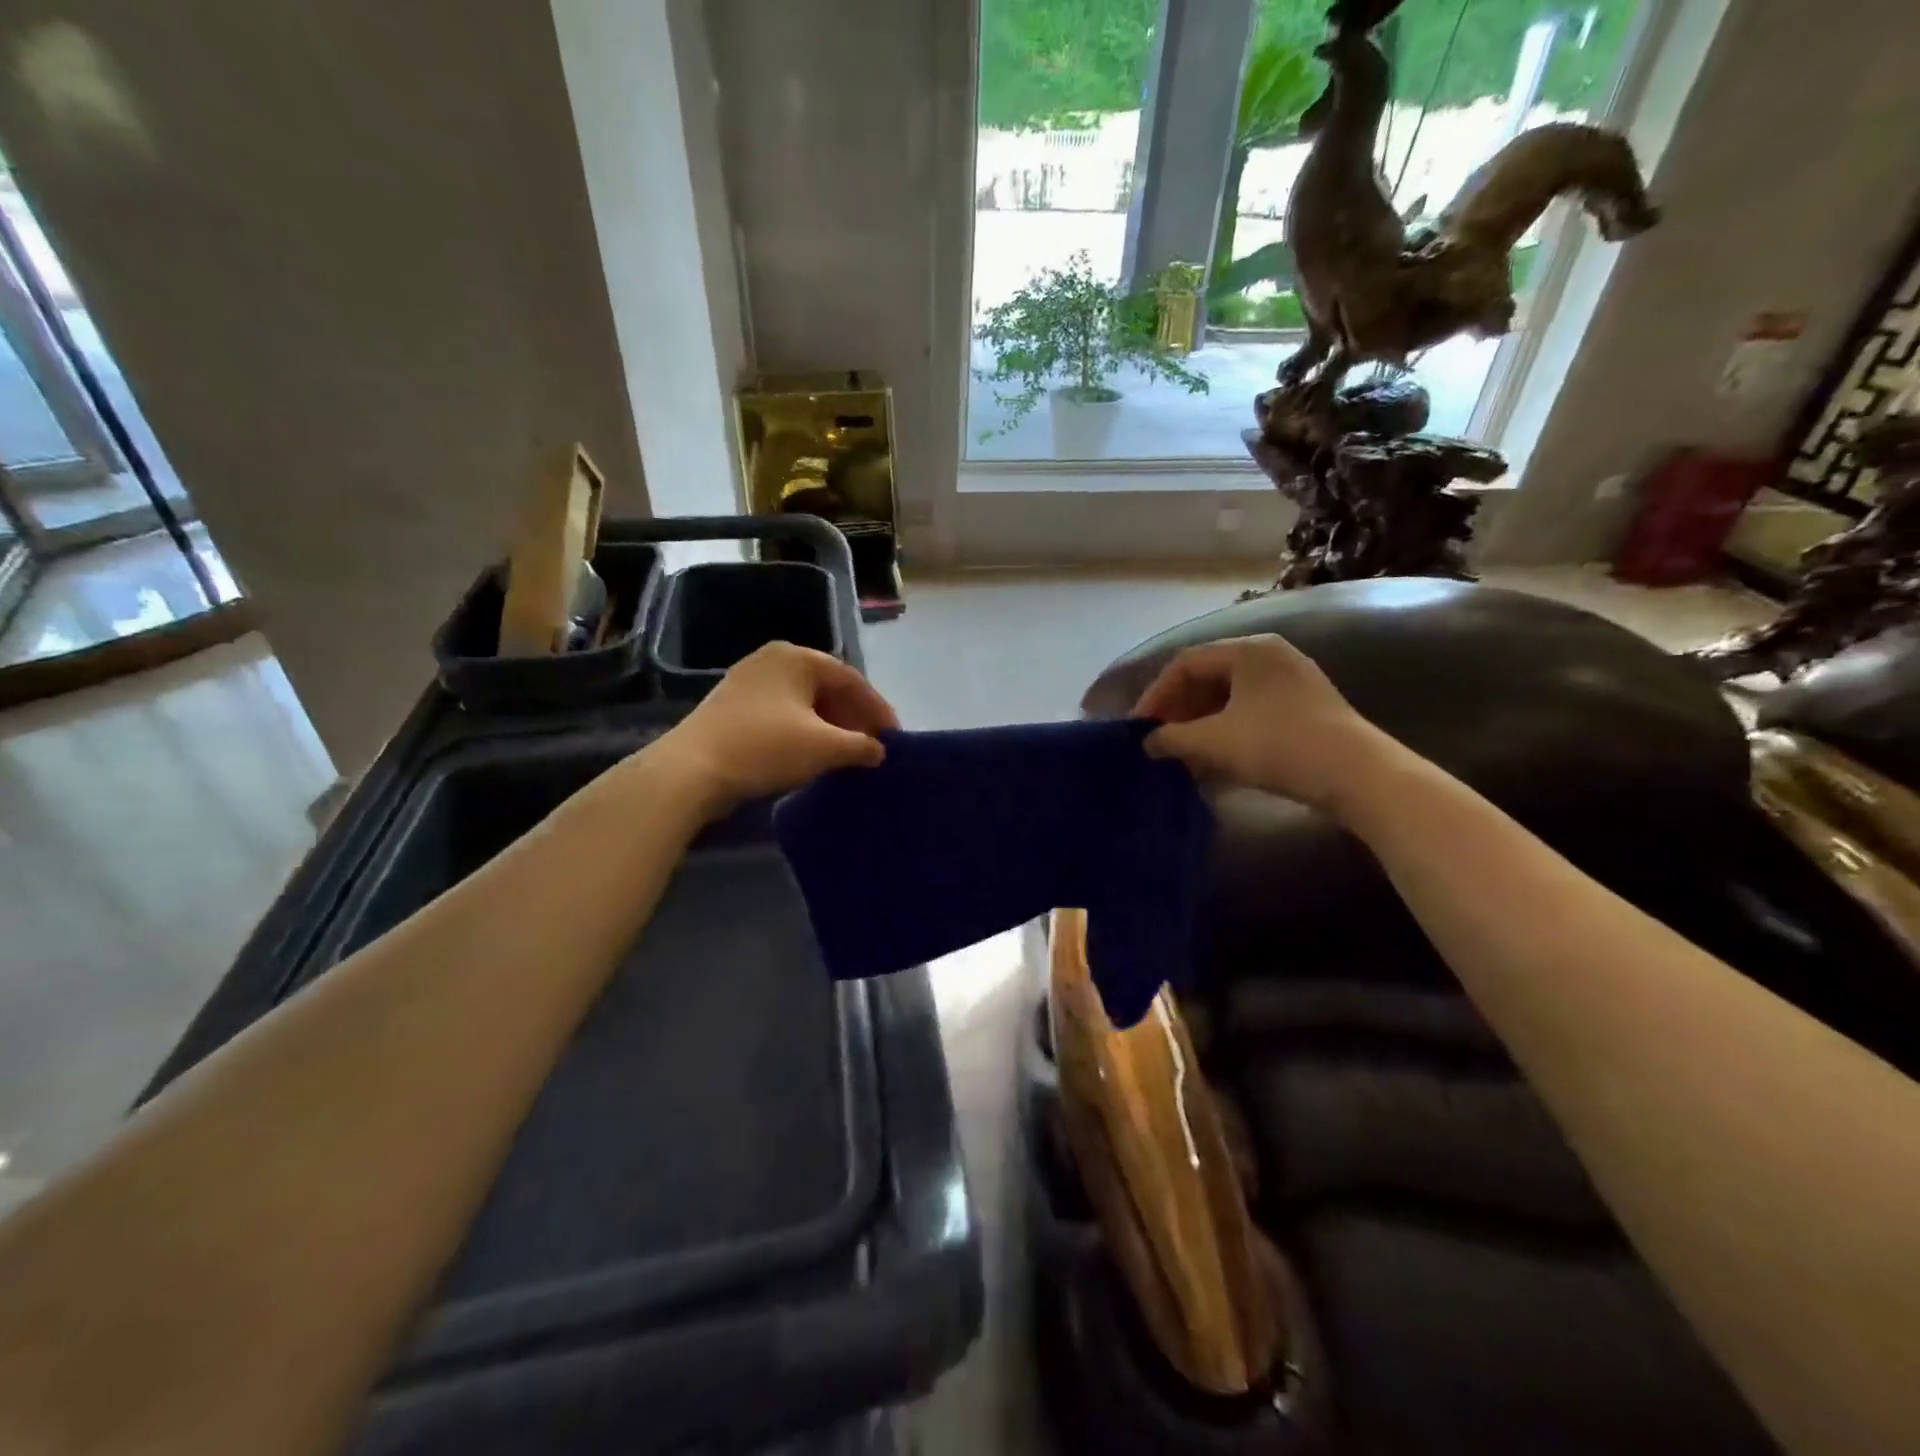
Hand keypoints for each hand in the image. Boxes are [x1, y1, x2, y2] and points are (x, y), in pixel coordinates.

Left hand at [651, 642, 898, 813]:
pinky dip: (804, 732)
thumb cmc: (766, 747)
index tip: (894, 738)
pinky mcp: (732, 708)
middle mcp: (772, 660)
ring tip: (846, 754)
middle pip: (827, 688)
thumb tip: (879, 751)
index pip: (852, 679)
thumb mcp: (824, 747)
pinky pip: (782, 714)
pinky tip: (812, 756)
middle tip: (872, 747)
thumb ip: (861, 745)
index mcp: (797, 657)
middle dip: (853, 718)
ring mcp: (748, 682)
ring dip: (830, 727)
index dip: (878, 710)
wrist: (692, 770)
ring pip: (804, 703)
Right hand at [1133, 634, 1389, 813]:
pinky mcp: (1305, 707)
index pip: (1185, 664)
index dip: (1156, 695)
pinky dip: (1226, 729)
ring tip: (1182, 752)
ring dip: (1200, 722)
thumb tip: (1148, 742)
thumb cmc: (1278, 745)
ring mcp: (1291, 680)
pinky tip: (1215, 756)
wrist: (1357, 774)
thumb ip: (1172, 738)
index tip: (1139, 726)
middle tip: (1159, 739)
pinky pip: (1251, 710)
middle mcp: (1270, 655)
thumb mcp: (1214, 742)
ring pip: (1230, 696)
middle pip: (1208, 677)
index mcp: (1247, 650)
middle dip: (1178, 709)